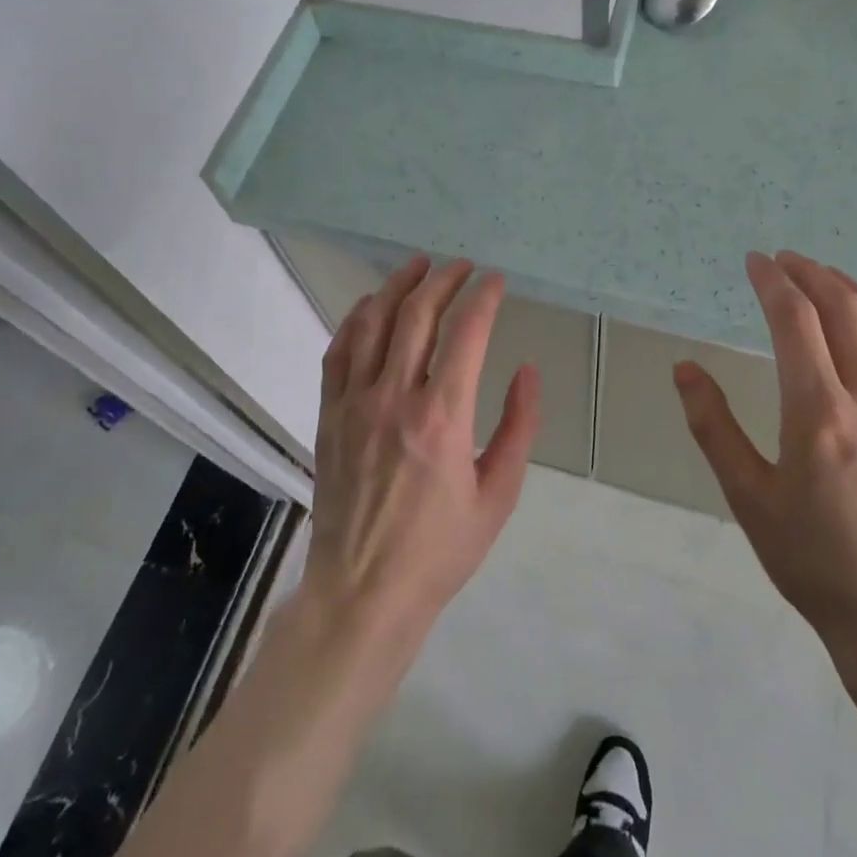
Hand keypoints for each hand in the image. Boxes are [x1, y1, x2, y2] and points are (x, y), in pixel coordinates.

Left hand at [304, 256, 541, 655]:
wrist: (364, 590)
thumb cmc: (440, 550)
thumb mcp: (498, 495)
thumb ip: (519, 427)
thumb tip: (527, 371)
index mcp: (443, 417)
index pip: (466, 333)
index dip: (484, 298)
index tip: (496, 281)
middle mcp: (394, 397)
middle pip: (417, 315)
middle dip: (443, 280)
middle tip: (462, 266)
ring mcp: (354, 403)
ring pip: (373, 323)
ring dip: (396, 286)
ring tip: (417, 266)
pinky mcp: (330, 415)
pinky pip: (338, 352)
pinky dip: (355, 320)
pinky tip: (370, 307)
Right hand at [672, 251, 856, 687]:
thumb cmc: (814, 564)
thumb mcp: (749, 499)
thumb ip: (713, 428)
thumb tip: (685, 369)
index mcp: (819, 416)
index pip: (796, 323)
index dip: (773, 283)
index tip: (755, 262)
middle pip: (846, 313)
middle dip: (813, 275)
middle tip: (786, 260)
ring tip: (829, 280)